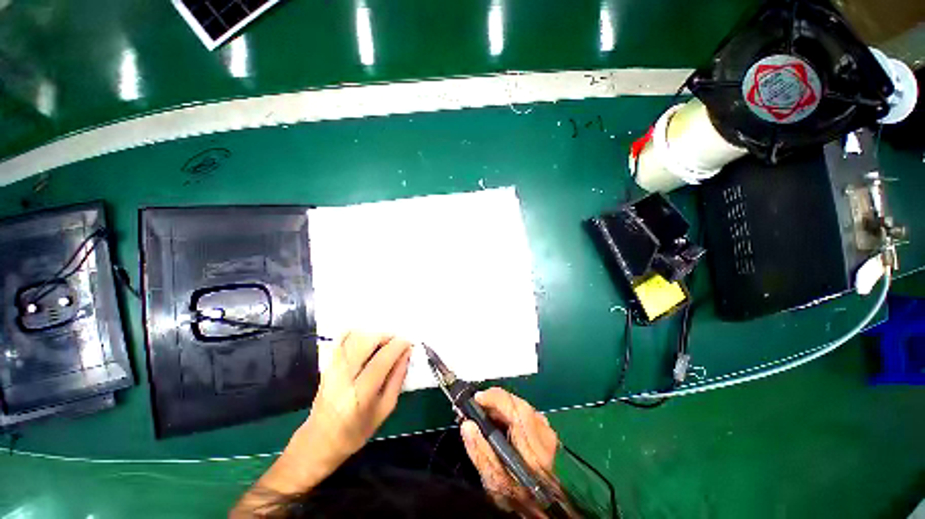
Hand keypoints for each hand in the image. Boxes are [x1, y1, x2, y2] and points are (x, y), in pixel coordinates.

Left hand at [237, 332, 411, 510]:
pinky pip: (341, 339)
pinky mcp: (326, 365)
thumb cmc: (356, 431)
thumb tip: (406, 354)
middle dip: (386, 337)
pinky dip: (357, 334)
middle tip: (396, 343)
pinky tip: (367, 341)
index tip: (408, 343)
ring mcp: (331, 369)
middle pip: (366, 342)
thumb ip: (397, 379)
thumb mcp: (384, 410)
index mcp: (359, 395)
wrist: (319, 441)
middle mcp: (342, 378)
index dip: (397, 347)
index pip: (381, 360)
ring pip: (354, 337)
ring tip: (384, 344)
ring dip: (374, 335)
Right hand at [460, 387, 558, 516]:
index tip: (477, 399)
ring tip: (487, 414)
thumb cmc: (520, 498)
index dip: (495, 398)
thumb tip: (467, 425)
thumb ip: (481, 453)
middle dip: (496, 401)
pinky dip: (510, 412)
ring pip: (521, 406)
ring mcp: (548, 431)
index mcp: (534, 449)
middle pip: (518, 404)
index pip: (516, 409)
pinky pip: (525, 411)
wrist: (546, 508)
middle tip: (478, 407)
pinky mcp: (546, 430)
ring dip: (503, 406)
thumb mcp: (496, 482)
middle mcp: (545, 434)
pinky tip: (501, 421)